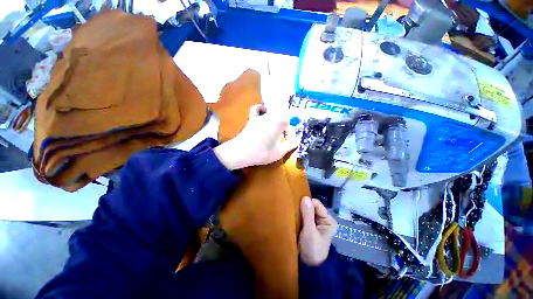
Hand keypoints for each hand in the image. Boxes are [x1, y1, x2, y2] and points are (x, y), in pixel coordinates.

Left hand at [214, 104, 297, 169]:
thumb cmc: (262, 152)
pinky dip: (261, 109)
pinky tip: (262, 113)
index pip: (289, 123)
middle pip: (281, 118)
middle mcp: (270, 115)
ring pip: (271, 114)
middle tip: (281, 139)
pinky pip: (257, 110)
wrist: (241, 152)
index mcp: (279, 121)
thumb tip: (296, 141)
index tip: (286, 141)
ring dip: (275, 122)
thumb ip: (290, 145)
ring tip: (273, 133)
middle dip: (283, 127)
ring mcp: (260, 116)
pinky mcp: (251, 119)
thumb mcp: (279, 152)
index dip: (289, 133)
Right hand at [299, 197, 336, 265]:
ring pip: (307, 210)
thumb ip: (308, 215)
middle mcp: (323, 219)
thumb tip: (305, 197)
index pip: (317, 204)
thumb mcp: (310, 232)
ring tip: (292, 211)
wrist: (308, 266)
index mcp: (328, 220)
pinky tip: (293, 215)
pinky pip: (304, 215)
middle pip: (312, 206)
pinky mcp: (309, 225)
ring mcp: (316, 222)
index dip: (307, 203)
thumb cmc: (312, 249)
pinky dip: (299, 215)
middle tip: (293, 208)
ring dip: (300, 210)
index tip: (297, 205)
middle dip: (303, 206)